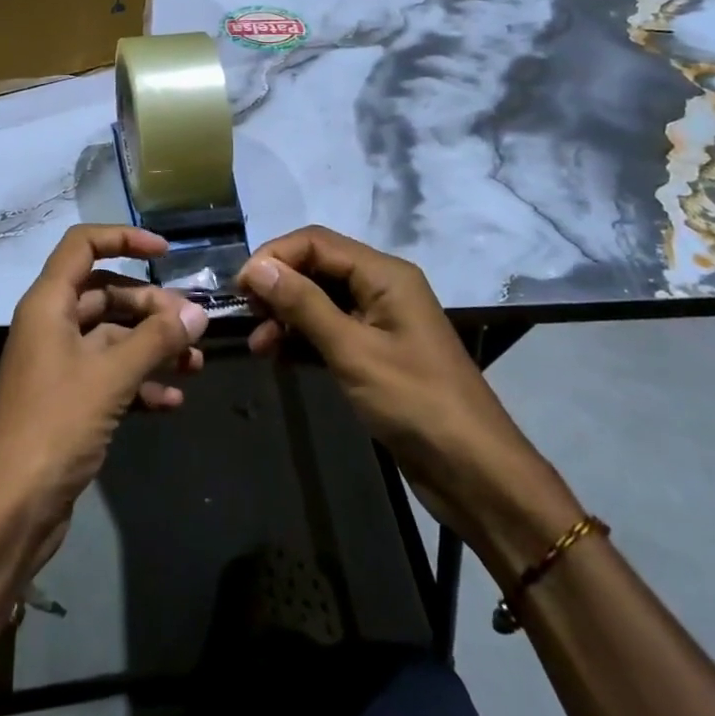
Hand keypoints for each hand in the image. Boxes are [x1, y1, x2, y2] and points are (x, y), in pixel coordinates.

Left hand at [0, 225, 207, 556]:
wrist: (10, 508)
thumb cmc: (55, 425)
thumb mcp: (110, 376)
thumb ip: (155, 339)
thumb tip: (198, 313)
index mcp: (48, 304)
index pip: (82, 246)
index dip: (123, 238)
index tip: (165, 252)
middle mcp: (50, 327)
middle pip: (105, 295)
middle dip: (151, 307)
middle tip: (193, 326)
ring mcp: (58, 366)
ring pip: (112, 339)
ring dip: (152, 346)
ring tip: (195, 363)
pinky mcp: (67, 403)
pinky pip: (110, 377)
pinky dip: (140, 383)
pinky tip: (173, 401)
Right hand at [237, 226, 576, 559]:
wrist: (474, 473)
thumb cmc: (415, 402)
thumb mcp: (352, 350)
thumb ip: (303, 305)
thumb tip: (257, 267)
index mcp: (384, 274)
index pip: (316, 243)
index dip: (274, 257)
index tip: (239, 288)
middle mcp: (382, 288)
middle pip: (317, 267)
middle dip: (278, 286)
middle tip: (245, 316)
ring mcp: (380, 321)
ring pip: (320, 301)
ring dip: (285, 316)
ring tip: (258, 346)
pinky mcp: (376, 352)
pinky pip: (330, 330)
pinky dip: (302, 339)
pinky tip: (278, 358)